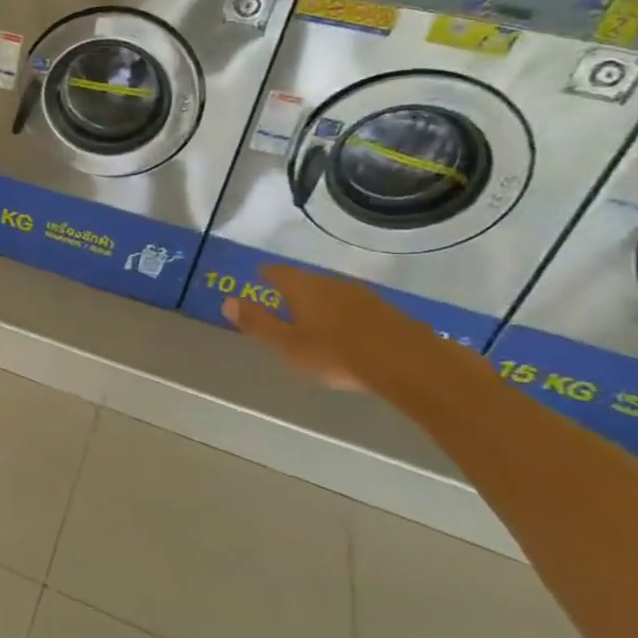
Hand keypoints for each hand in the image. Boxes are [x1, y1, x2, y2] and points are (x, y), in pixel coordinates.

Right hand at [223, 264, 441, 394]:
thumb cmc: (337, 354)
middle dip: (294, 291)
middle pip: (307, 282)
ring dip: (321, 304)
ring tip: (313, 319)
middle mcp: (332, 285)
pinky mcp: (387, 314)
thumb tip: (227, 301)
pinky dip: (344, 316)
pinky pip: (355, 309)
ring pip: (333, 294)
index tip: (260, 276)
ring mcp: (363, 297)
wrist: (410, 364)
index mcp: (304, 288)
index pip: (278, 273)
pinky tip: (346, 333)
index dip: (267, 274)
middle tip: (282, 302)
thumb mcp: (287, 344)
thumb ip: (257, 323)